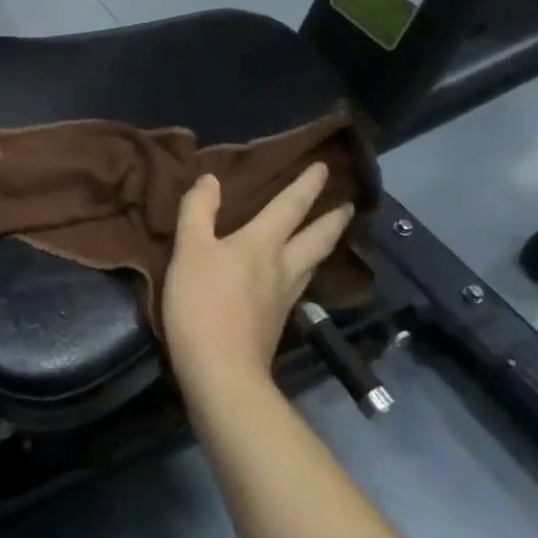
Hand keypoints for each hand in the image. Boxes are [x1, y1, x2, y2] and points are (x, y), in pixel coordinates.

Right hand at [162, 163, 354, 393]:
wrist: (221, 371)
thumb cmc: (202, 304)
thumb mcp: (189, 250)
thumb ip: (198, 211)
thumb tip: (211, 179)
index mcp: (261, 243)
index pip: (290, 206)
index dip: (306, 185)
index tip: (325, 167)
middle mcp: (282, 266)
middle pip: (316, 238)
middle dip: (332, 218)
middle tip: (348, 204)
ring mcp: (285, 297)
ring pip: (313, 263)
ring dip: (325, 244)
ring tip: (330, 234)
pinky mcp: (278, 321)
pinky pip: (301, 284)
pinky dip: (307, 269)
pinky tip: (299, 275)